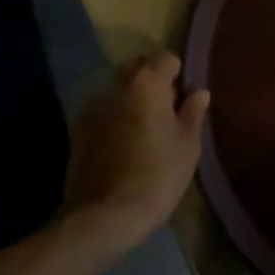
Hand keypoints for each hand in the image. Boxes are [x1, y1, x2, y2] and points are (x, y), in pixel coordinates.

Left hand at [60, 52, 207, 247]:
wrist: (104, 216)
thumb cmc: (157, 176)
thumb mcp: (187, 145)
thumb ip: (193, 112)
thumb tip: (199, 92)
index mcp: (147, 83)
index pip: (166, 57)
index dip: (178, 74)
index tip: (184, 97)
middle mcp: (116, 86)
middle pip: (137, 67)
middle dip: (152, 81)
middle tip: (166, 110)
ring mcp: (92, 107)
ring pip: (117, 90)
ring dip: (131, 99)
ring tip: (143, 129)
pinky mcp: (76, 130)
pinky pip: (102, 112)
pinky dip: (114, 118)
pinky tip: (122, 145)